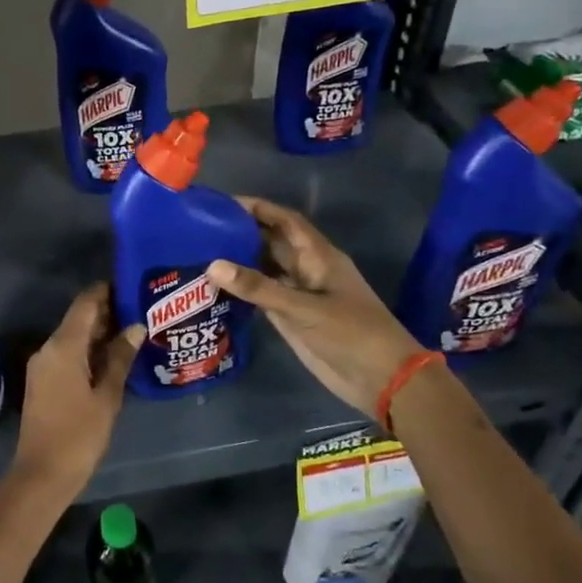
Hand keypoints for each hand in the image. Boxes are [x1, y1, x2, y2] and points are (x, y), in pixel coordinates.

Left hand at [12, 283, 144, 506]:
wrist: (41, 475)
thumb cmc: (78, 435)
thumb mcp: (107, 396)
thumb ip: (120, 359)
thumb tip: (135, 327)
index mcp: (63, 346)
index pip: (85, 303)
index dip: (106, 291)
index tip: (131, 286)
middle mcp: (48, 348)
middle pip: (78, 318)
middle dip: (107, 312)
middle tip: (140, 310)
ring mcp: (42, 365)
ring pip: (73, 337)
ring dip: (99, 333)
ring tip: (133, 331)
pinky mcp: (43, 381)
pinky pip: (67, 354)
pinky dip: (88, 350)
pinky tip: (112, 357)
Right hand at [207, 196, 420, 417]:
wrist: (381, 379)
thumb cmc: (351, 333)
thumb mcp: (304, 308)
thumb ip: (258, 288)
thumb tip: (212, 265)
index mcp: (318, 256)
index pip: (285, 221)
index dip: (259, 209)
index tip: (224, 203)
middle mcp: (306, 270)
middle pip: (271, 243)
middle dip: (241, 233)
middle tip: (201, 229)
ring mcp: (298, 295)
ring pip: (264, 270)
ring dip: (238, 262)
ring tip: (200, 254)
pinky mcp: (291, 318)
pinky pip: (262, 296)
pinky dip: (241, 290)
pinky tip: (215, 288)